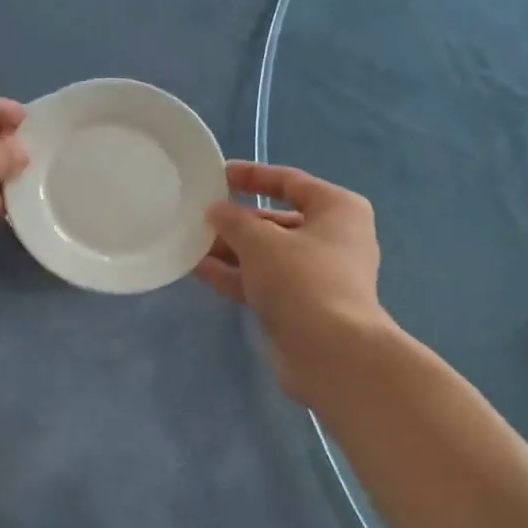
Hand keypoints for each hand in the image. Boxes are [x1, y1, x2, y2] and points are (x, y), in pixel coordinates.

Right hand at [199, 161, 391, 401]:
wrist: (331, 353)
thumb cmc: (303, 280)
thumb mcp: (261, 242)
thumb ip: (233, 221)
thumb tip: (215, 211)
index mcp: (337, 209)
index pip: (290, 182)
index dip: (253, 176)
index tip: (219, 175)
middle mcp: (332, 239)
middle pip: (277, 221)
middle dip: (236, 221)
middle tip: (198, 217)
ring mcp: (317, 276)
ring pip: (267, 255)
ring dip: (231, 250)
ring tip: (190, 244)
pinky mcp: (301, 307)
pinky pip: (263, 282)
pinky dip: (235, 276)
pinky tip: (200, 271)